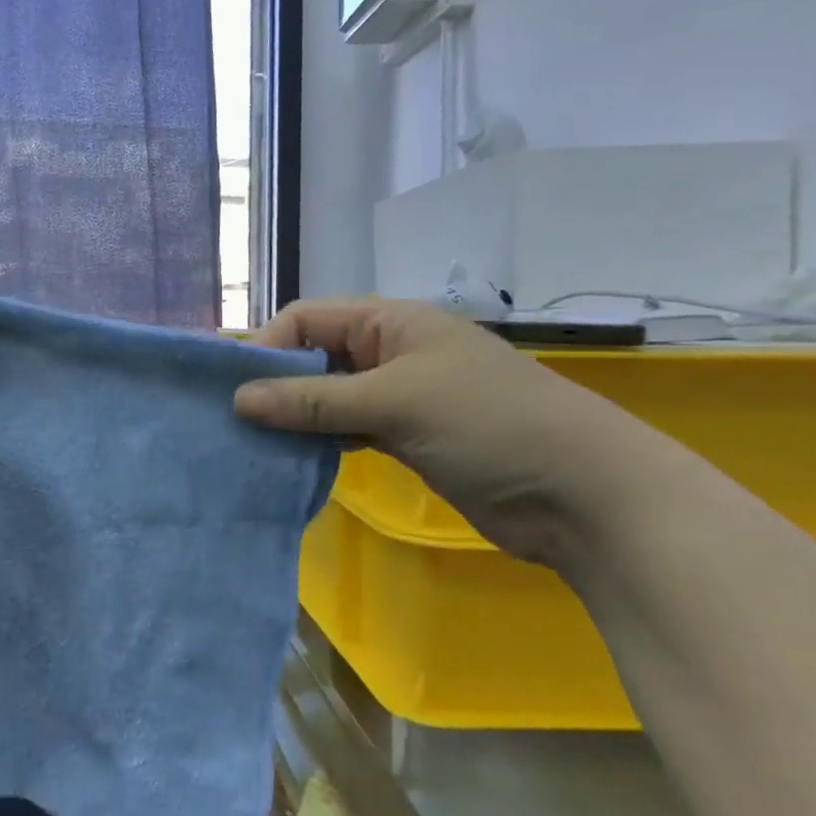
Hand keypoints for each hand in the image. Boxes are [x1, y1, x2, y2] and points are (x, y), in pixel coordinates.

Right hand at [233, 298, 648, 565]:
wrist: (584, 496)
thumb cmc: (488, 425)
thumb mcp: (394, 403)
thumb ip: (314, 401)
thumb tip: (238, 399)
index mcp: (392, 322)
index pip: (307, 319)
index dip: (267, 347)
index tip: (232, 389)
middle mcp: (392, 352)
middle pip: (315, 356)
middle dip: (275, 384)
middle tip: (232, 421)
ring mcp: (401, 397)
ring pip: (329, 398)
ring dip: (295, 417)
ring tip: (253, 444)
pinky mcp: (408, 438)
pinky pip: (348, 431)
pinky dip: (321, 442)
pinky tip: (294, 461)